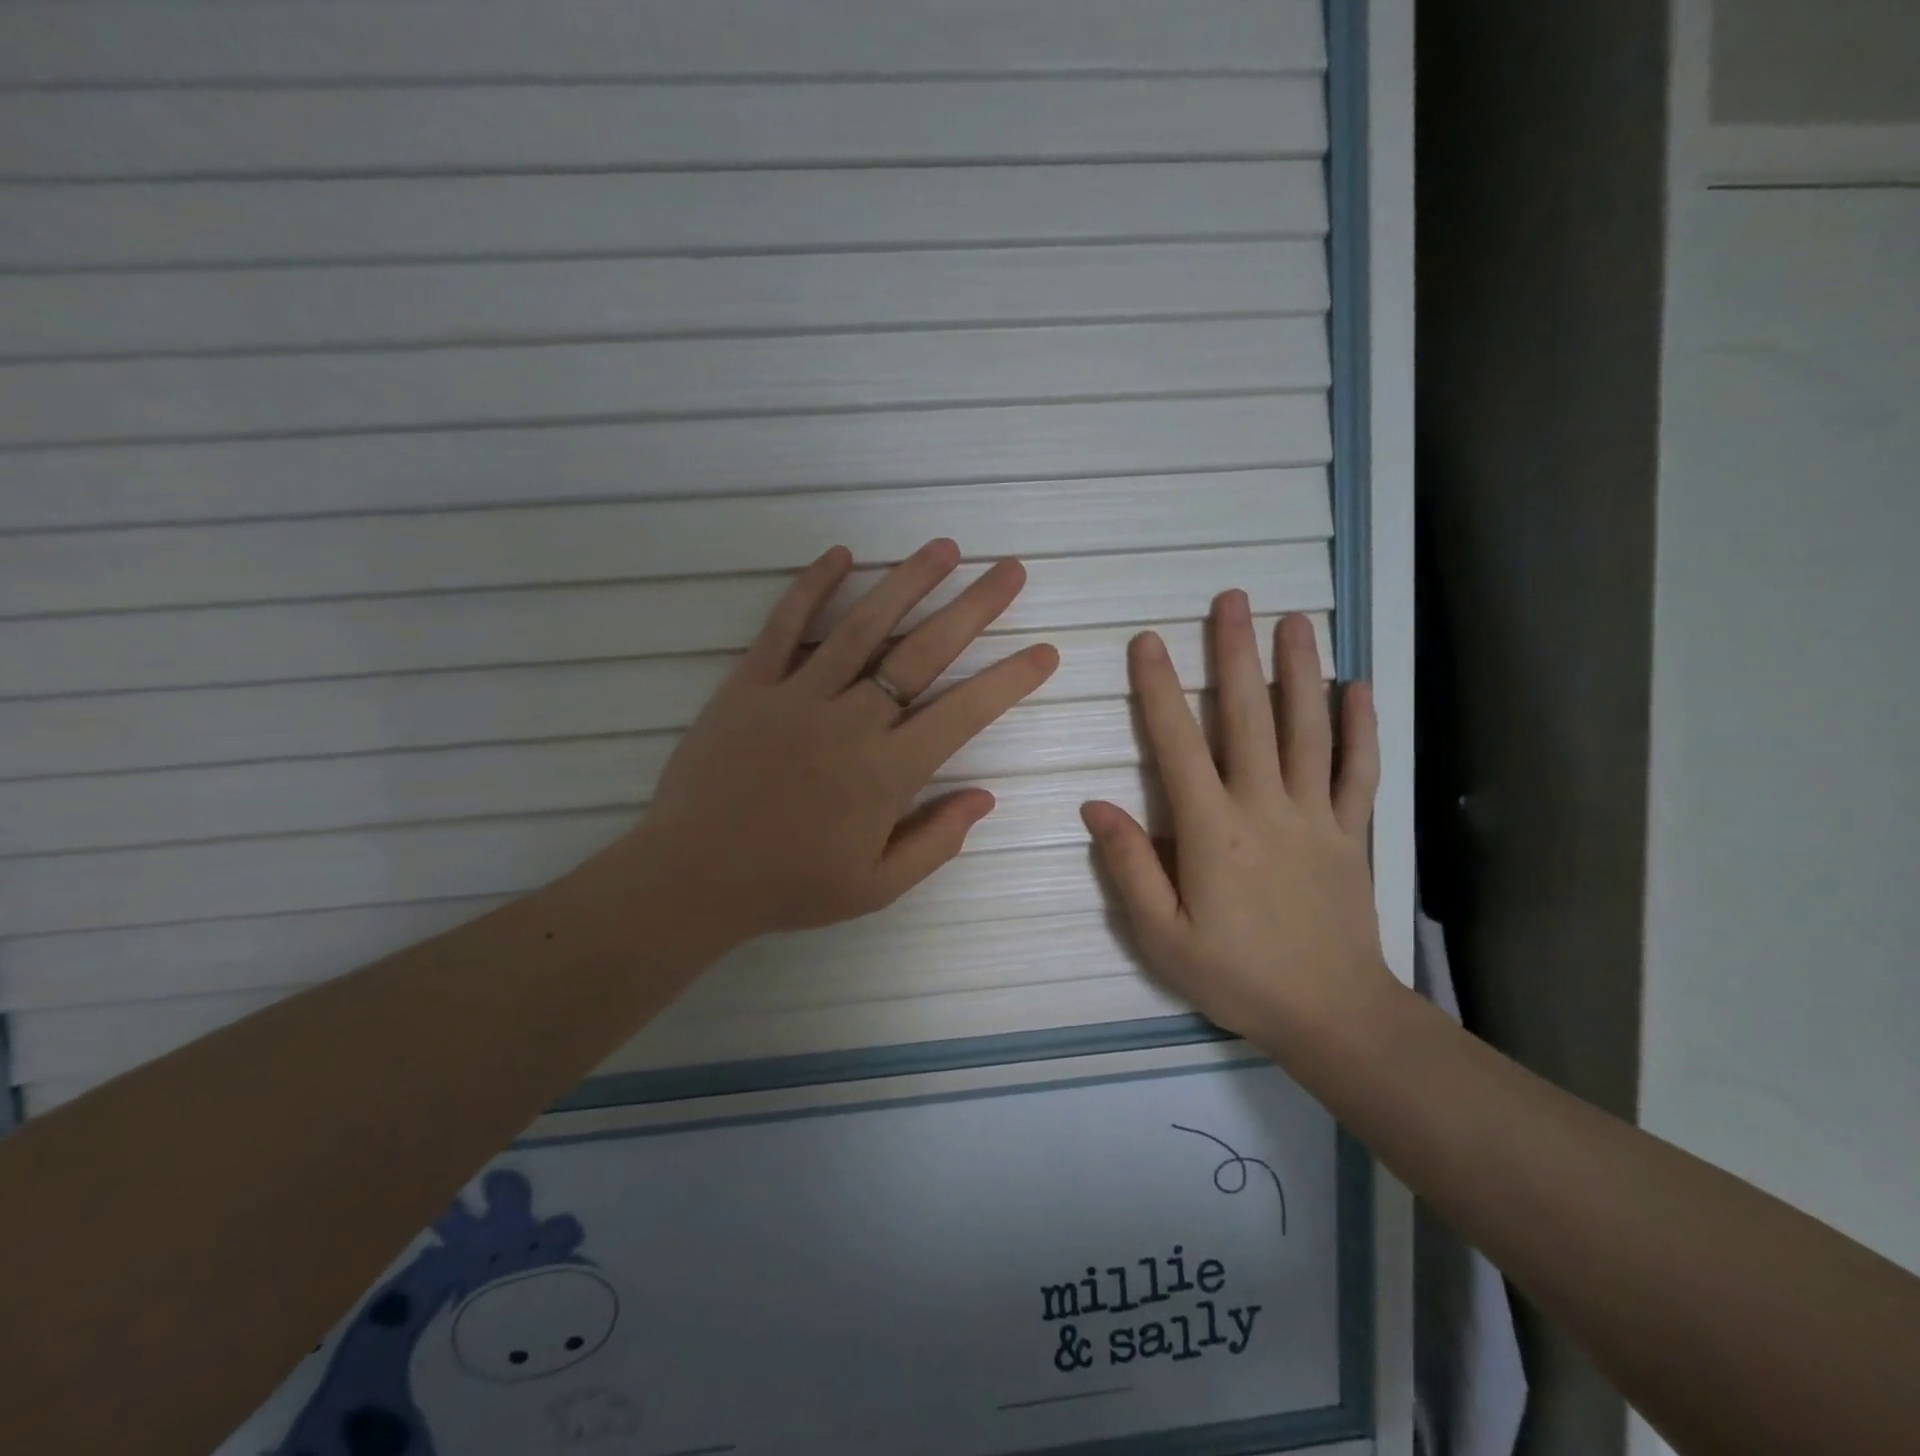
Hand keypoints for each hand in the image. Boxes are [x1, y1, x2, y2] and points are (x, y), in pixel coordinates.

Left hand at [636, 540, 1058, 942]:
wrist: (692, 877)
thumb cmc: (790, 885)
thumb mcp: (876, 886)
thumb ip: (936, 841)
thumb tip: (985, 797)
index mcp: (887, 772)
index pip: (964, 713)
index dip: (1009, 680)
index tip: (1043, 651)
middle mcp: (850, 721)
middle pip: (923, 653)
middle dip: (974, 609)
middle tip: (1010, 571)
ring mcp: (797, 695)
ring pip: (862, 626)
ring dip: (907, 582)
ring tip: (945, 548)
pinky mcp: (749, 684)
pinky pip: (785, 625)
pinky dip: (812, 586)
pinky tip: (842, 554)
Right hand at [1081, 596, 1394, 1050]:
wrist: (1331, 1014)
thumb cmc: (1236, 976)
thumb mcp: (1161, 936)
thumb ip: (1129, 867)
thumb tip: (1095, 806)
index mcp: (1212, 830)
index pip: (1177, 744)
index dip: (1159, 690)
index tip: (1148, 642)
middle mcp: (1264, 806)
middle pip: (1247, 717)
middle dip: (1234, 654)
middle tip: (1231, 600)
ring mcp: (1314, 814)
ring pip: (1306, 728)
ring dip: (1298, 670)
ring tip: (1293, 621)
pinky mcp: (1350, 830)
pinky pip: (1356, 769)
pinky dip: (1359, 725)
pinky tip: (1357, 686)